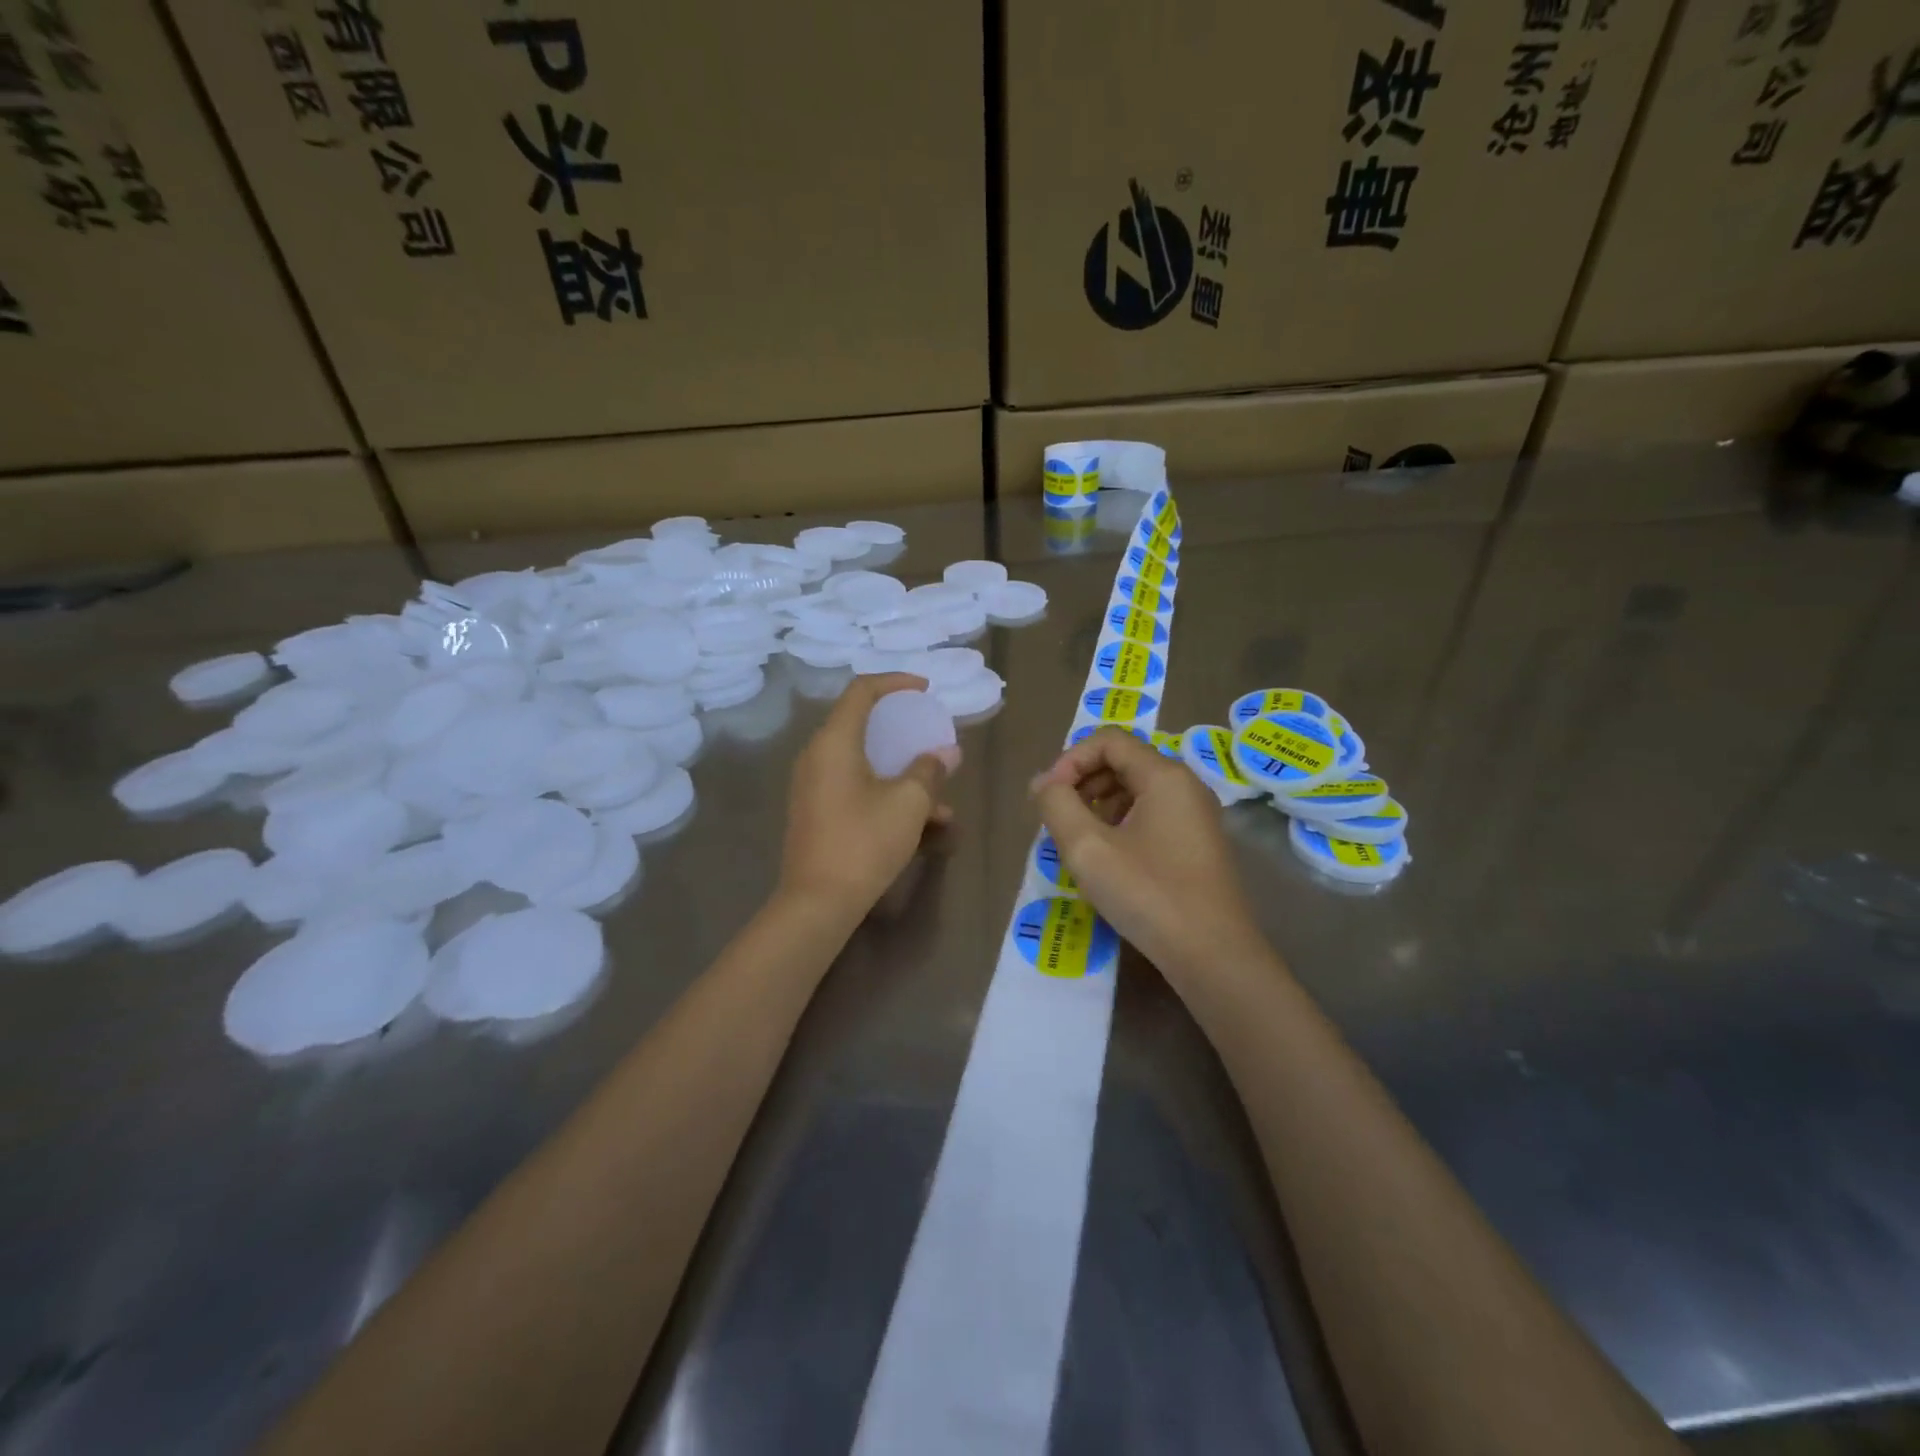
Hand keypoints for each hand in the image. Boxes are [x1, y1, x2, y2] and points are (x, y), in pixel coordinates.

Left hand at [778, 674, 955, 918]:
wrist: (817, 902)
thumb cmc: (864, 842)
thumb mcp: (908, 803)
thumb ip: (929, 770)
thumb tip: (945, 753)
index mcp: (834, 742)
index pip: (861, 691)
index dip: (895, 683)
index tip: (925, 690)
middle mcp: (818, 757)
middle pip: (862, 726)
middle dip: (904, 733)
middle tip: (931, 738)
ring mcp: (814, 787)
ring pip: (865, 764)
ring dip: (903, 775)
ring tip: (942, 802)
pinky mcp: (817, 813)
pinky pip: (857, 789)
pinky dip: (887, 795)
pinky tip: (924, 826)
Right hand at [1031, 727, 1261, 983]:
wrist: (1213, 956)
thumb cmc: (1148, 894)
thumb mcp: (1088, 848)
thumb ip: (1057, 804)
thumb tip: (1043, 782)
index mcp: (1164, 776)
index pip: (1108, 740)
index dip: (1071, 760)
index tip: (1050, 797)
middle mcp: (1186, 786)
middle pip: (1124, 761)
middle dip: (1083, 782)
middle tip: (1059, 819)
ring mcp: (1197, 816)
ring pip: (1137, 790)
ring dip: (1099, 804)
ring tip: (1079, 842)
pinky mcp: (1198, 845)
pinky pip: (1152, 816)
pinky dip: (1121, 824)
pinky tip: (1108, 859)